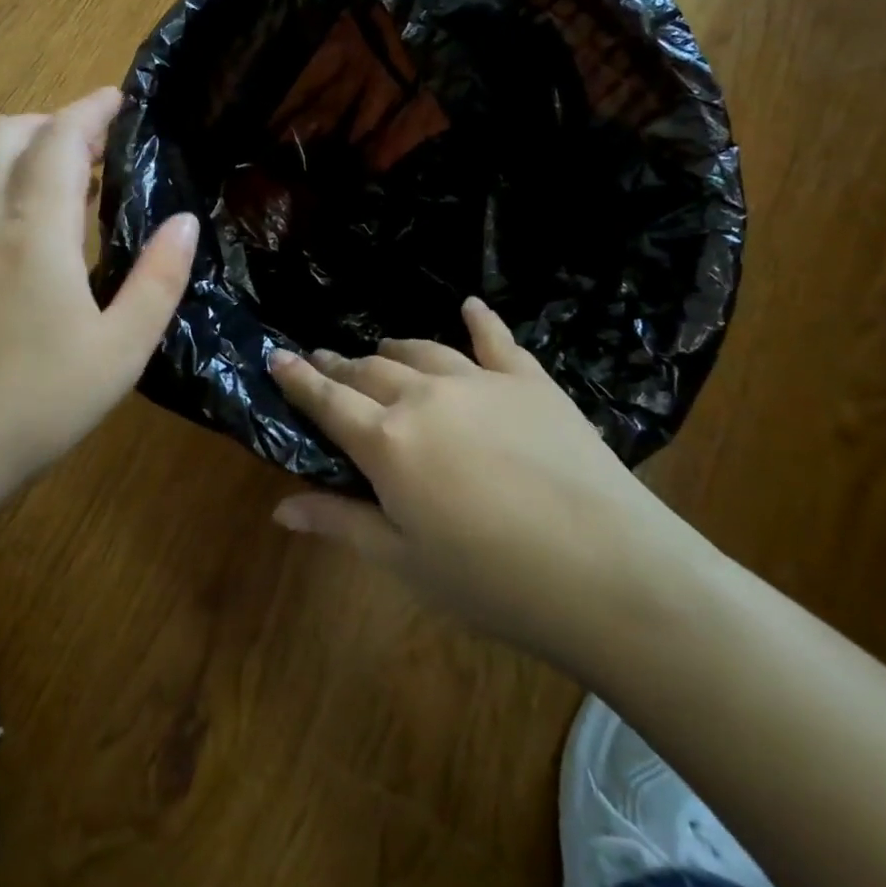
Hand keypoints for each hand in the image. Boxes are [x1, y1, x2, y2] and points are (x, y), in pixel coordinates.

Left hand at [0, 87, 197, 502]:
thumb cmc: (38, 401)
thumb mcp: (121, 349)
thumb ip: (158, 279)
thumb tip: (184, 222)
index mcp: (35, 232)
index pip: (58, 139)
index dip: (90, 110)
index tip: (120, 99)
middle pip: (6, 132)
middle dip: (53, 121)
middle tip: (98, 145)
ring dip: (26, 149)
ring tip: (72, 181)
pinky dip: (4, 182)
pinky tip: (32, 229)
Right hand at [268, 298, 710, 673]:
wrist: (609, 570)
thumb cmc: (494, 581)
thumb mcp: (405, 561)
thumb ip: (340, 523)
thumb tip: (279, 507)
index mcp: (387, 442)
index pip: (327, 401)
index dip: (297, 379)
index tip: (276, 357)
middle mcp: (425, 397)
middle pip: (370, 371)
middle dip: (340, 366)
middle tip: (323, 362)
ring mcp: (479, 381)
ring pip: (421, 352)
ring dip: (393, 350)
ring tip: (380, 352)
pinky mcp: (529, 380)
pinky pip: (496, 339)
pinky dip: (479, 320)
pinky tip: (470, 305)